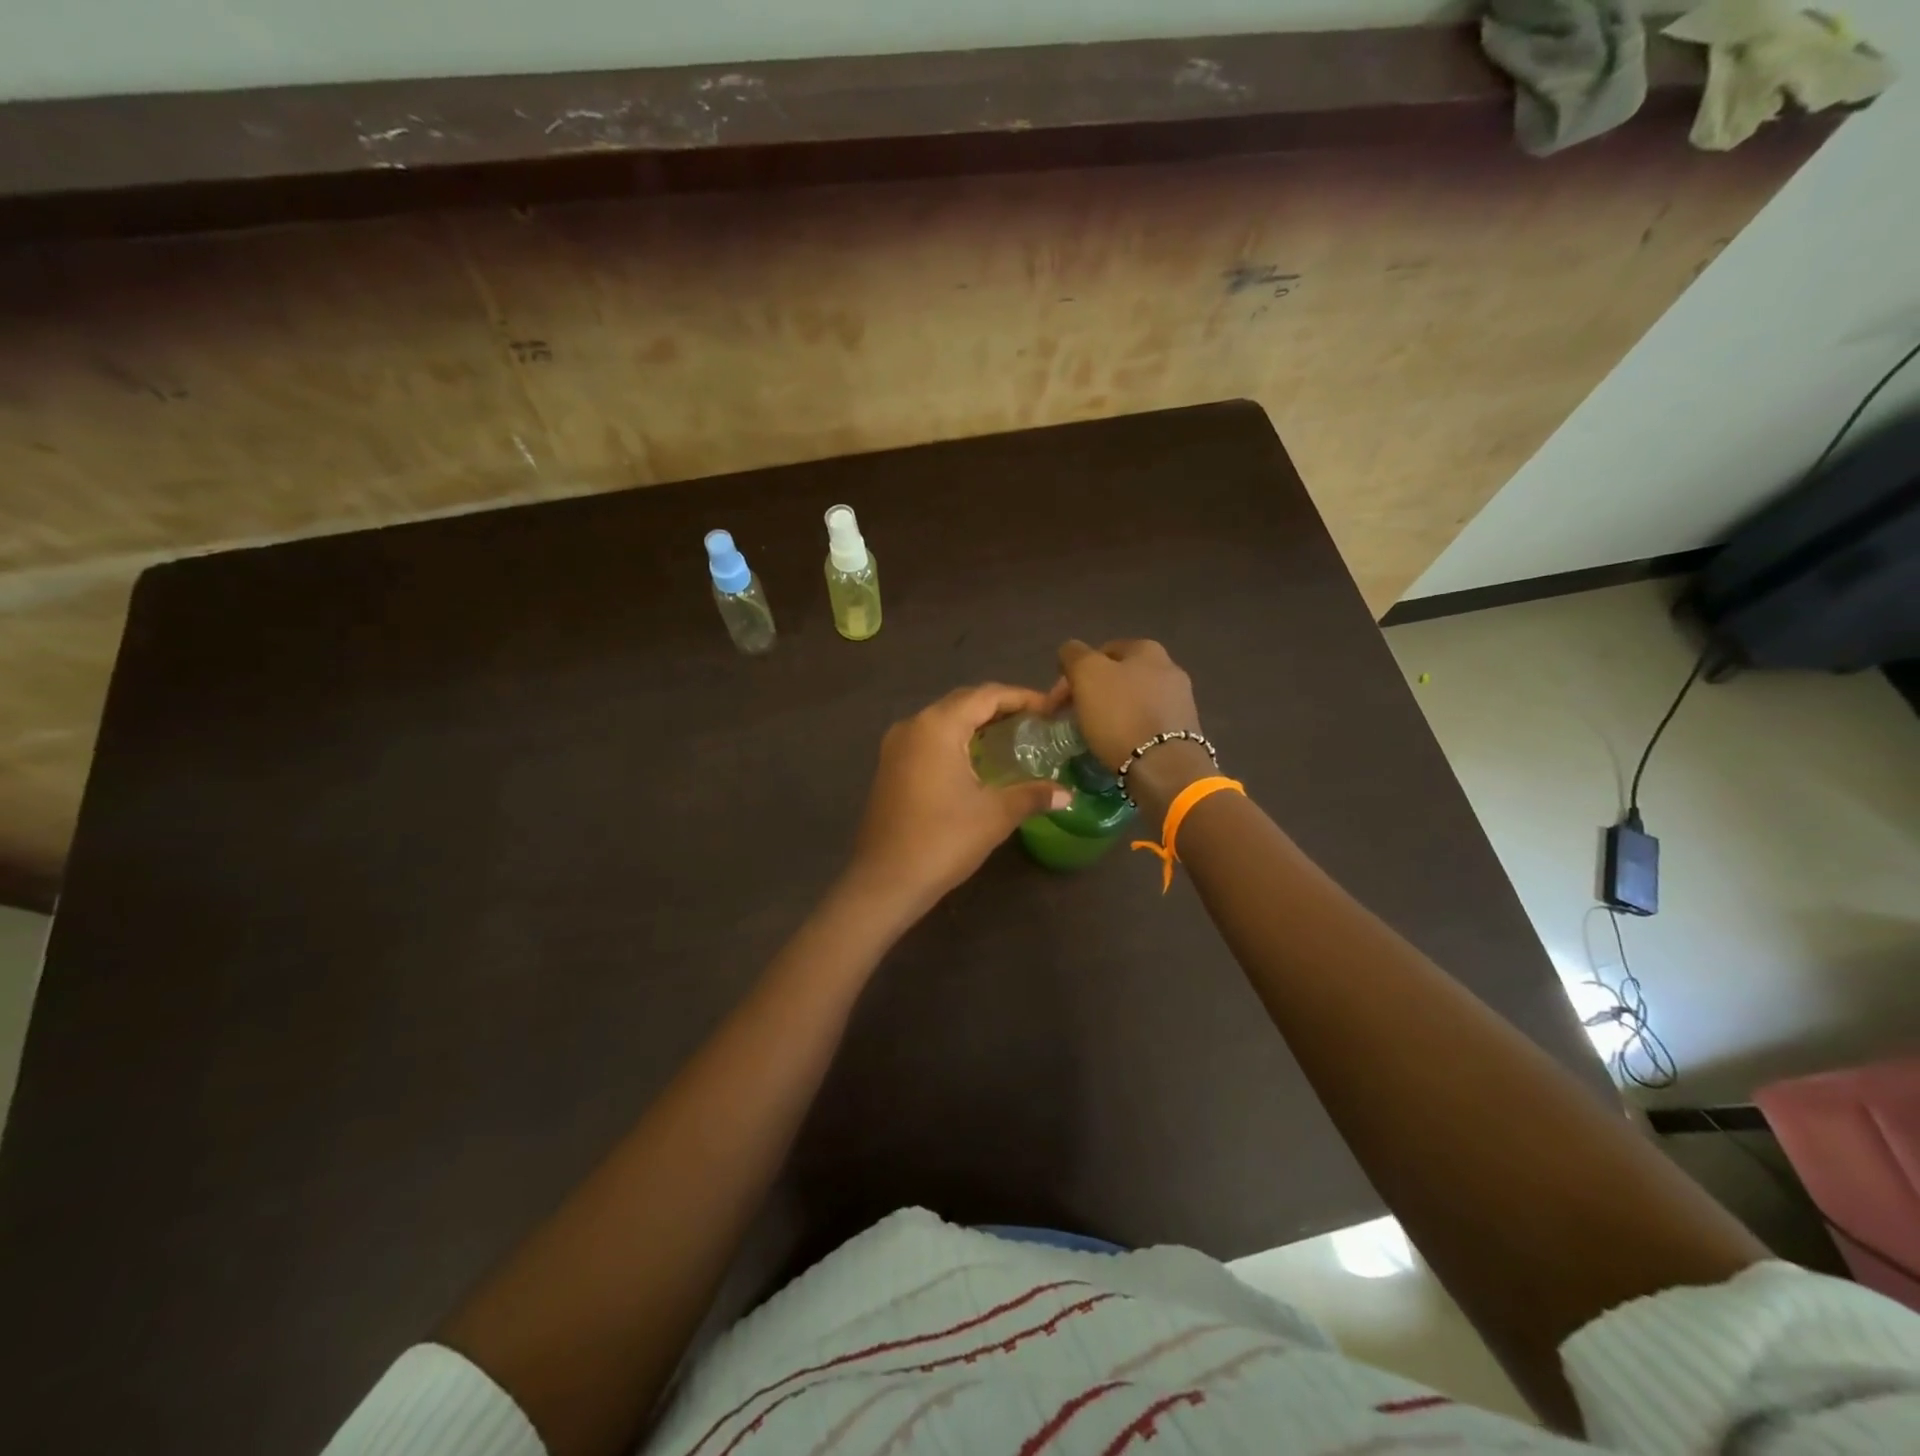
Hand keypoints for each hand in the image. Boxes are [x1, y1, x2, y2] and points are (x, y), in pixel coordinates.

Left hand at [845, 684, 1072, 916]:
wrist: (885, 881)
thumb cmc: (943, 840)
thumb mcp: (995, 815)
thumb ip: (1032, 795)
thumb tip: (1066, 794)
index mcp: (938, 726)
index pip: (986, 695)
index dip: (1022, 698)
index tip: (1050, 710)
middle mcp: (913, 725)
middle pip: (963, 702)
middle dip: (1000, 707)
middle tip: (1035, 723)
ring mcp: (896, 745)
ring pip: (943, 719)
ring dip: (977, 723)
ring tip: (1012, 739)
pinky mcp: (890, 766)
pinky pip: (929, 738)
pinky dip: (956, 739)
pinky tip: (977, 761)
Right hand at [1052, 639, 1201, 769]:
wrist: (1164, 767)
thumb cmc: (1121, 715)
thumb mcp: (1087, 674)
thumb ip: (1074, 654)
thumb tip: (1070, 651)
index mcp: (1147, 649)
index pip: (1100, 652)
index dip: (1074, 674)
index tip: (1058, 702)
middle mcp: (1169, 668)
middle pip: (1117, 677)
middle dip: (1092, 693)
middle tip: (1071, 717)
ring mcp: (1180, 700)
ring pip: (1131, 701)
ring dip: (1109, 713)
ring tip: (1092, 734)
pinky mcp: (1182, 731)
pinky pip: (1145, 723)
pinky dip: (1128, 731)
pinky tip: (1117, 746)